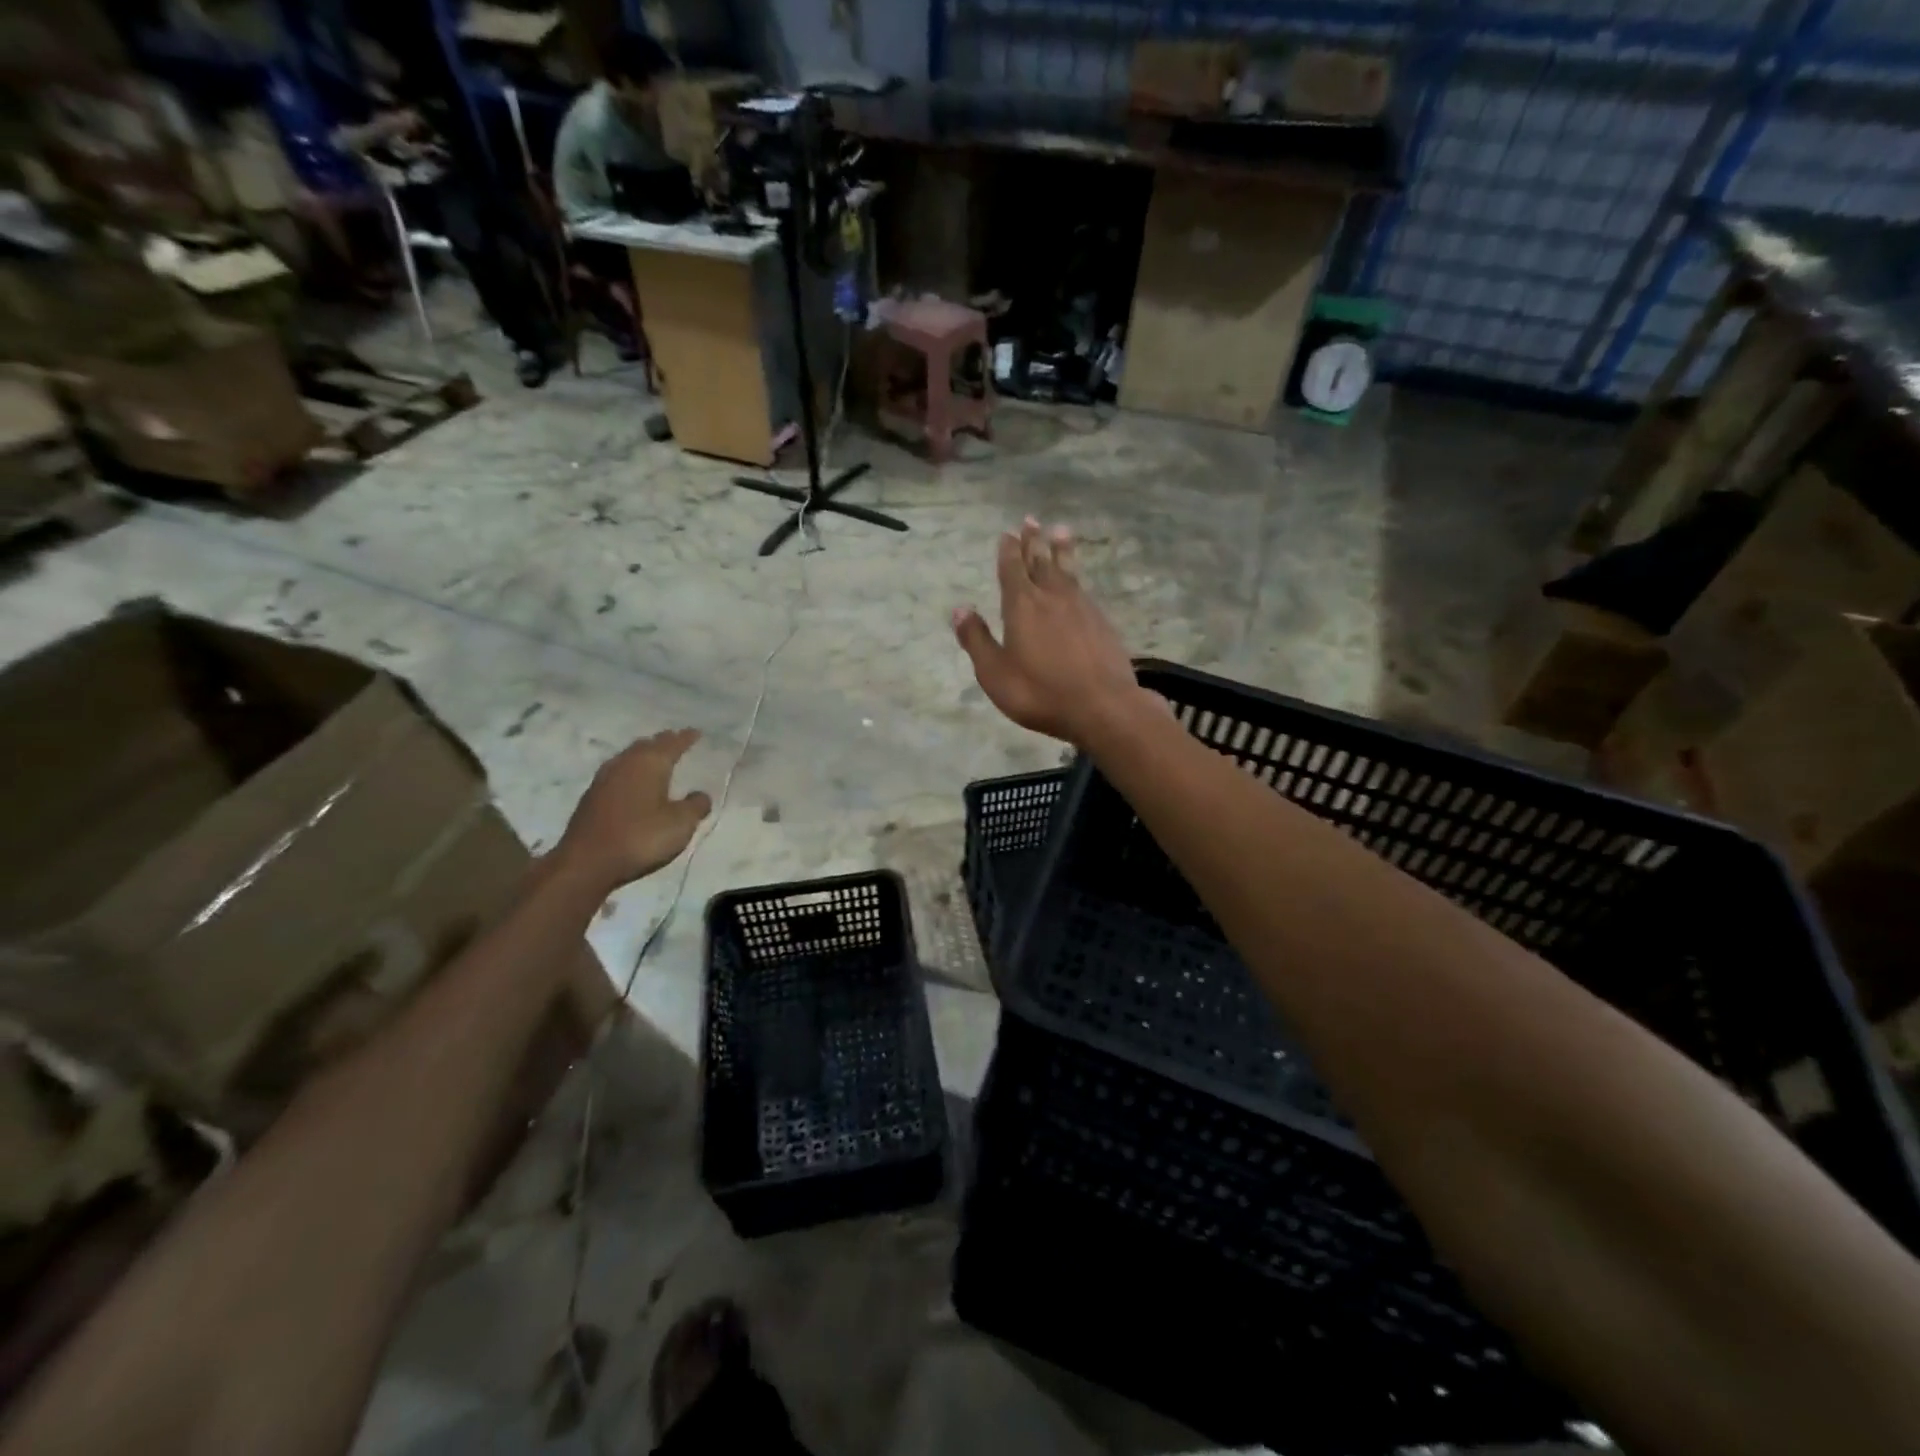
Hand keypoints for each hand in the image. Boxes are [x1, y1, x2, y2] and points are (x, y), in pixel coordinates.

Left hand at [555, 729, 711, 891]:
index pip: (672, 744)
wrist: (586, 862)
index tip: (696, 732)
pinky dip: (630, 770)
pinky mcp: (591, 797)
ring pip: (629, 757)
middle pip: (647, 745)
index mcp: (650, 764)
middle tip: (676, 740)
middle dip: (663, 742)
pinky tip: (632, 781)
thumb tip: (701, 794)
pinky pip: (617, 772)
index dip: (686, 737)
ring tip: (654, 757)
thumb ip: (695, 806)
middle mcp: (625, 764)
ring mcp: (604, 779)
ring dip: (643, 754)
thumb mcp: (680, 824)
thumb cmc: (641, 838)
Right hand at [952, 518, 1142, 744]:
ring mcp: (1081, 608)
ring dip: (1061, 550)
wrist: (1102, 706)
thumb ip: (976, 640)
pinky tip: (1078, 582)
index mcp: (1021, 606)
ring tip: (1060, 531)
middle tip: (1031, 520)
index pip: (1011, 569)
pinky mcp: (1102, 622)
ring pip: (1067, 571)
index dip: (1008, 550)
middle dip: (1033, 541)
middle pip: (1040, 562)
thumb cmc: (1040, 692)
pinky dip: (1077, 577)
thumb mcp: (995, 673)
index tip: (1007, 533)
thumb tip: (959, 609)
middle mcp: (1052, 597)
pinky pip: (1084, 589)